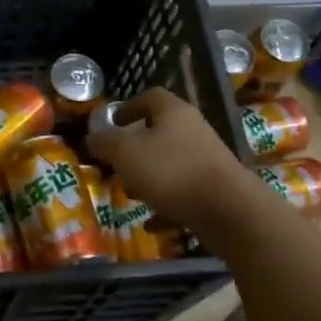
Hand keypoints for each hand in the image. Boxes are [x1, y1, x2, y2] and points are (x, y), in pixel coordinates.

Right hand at [85, 88, 247, 229]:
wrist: (228, 210)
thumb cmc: (171, 171)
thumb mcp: (125, 154)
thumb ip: (105, 143)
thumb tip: (92, 137)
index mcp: (174, 113)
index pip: (151, 97)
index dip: (129, 107)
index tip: (113, 122)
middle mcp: (194, 131)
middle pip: (161, 132)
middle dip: (136, 148)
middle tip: (116, 163)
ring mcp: (208, 160)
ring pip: (171, 163)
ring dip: (149, 177)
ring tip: (131, 195)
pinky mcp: (216, 189)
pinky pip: (183, 192)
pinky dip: (166, 204)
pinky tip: (151, 223)